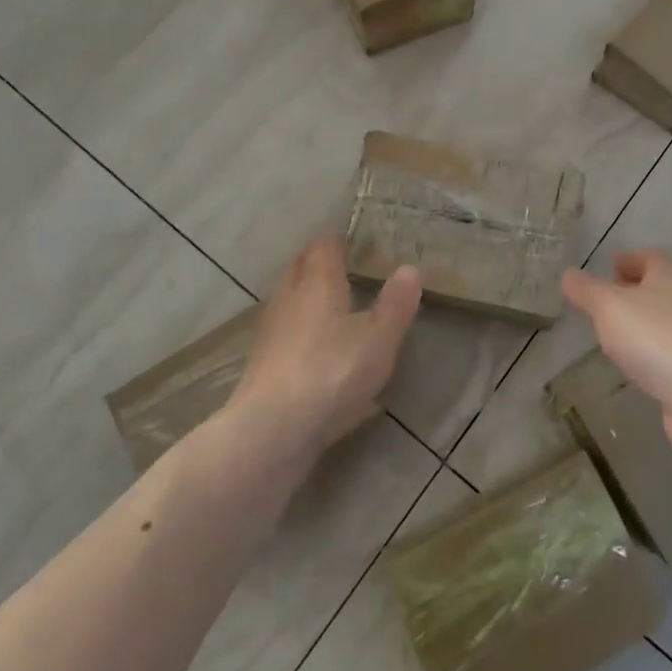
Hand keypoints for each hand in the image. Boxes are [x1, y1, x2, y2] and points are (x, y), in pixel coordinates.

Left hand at [230, 237, 420, 458]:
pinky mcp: (262, 365)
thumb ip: (395, 304)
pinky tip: (316, 351)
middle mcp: (289, 298)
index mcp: (317, 282)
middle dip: (318, 264)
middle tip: (343, 268)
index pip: (323, 246)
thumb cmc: (332, 372)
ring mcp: (271, 332)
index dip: (337, 241)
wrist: (272, 429)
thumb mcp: (379, 339)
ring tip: (332, 308)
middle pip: (300, 268)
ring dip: (307, 299)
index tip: (354, 243)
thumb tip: (410, 268)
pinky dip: (299, 333)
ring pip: (289, 301)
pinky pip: (284, 334)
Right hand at [561, 250, 671, 457]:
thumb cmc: (655, 338)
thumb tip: (569, 275)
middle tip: (604, 301)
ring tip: (611, 333)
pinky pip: (666, 351)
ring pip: (662, 320)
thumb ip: (586, 290)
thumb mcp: (608, 306)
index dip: (629, 259)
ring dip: (639, 323)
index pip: (650, 257)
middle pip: (658, 288)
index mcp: (669, 276)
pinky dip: (648, 351)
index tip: (609, 267)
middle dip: (632, 291)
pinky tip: (632, 364)